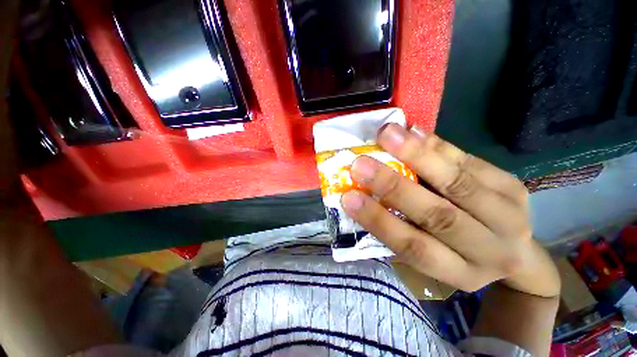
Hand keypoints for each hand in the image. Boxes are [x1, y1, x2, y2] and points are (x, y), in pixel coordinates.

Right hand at [341, 123, 559, 297]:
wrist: (513, 253)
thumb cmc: (457, 254)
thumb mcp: (431, 256)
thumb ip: (400, 229)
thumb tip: (364, 196)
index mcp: (457, 272)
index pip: (413, 247)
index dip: (379, 221)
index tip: (348, 198)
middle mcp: (488, 249)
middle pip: (437, 215)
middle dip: (392, 186)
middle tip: (360, 164)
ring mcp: (508, 215)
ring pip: (458, 182)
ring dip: (418, 156)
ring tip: (387, 135)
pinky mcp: (513, 187)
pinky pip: (471, 162)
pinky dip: (438, 146)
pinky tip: (413, 132)